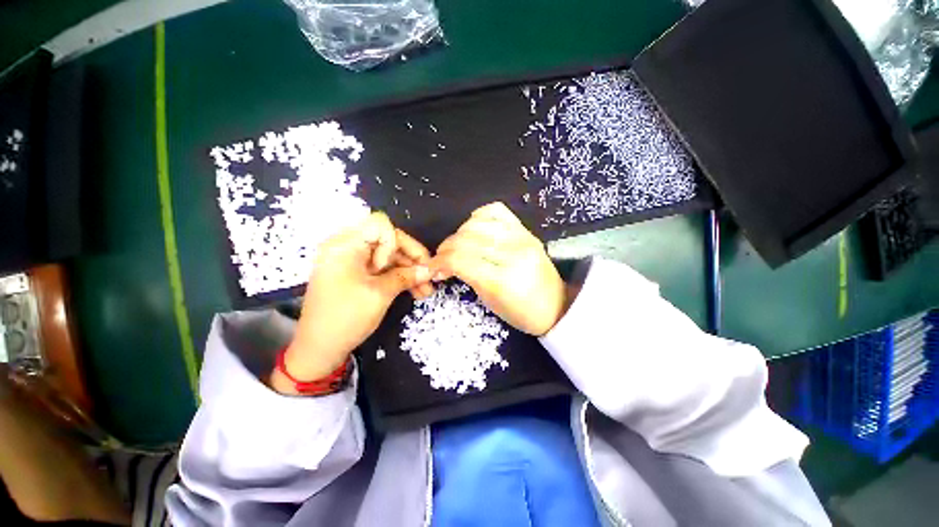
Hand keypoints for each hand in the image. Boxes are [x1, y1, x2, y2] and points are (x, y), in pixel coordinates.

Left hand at [273, 212, 432, 393]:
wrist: (318, 350)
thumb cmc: (346, 318)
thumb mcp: (380, 294)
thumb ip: (406, 277)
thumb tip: (430, 270)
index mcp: (346, 245)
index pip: (381, 225)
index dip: (395, 243)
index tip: (394, 266)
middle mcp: (348, 247)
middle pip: (389, 241)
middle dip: (411, 259)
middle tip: (430, 278)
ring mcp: (353, 262)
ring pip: (390, 257)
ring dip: (409, 271)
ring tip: (426, 291)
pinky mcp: (357, 275)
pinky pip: (383, 269)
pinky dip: (399, 278)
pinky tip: (415, 290)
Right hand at [428, 202, 571, 335]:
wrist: (555, 304)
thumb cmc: (521, 313)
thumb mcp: (489, 301)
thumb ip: (468, 277)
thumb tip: (446, 263)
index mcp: (502, 280)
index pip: (460, 260)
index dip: (439, 262)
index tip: (432, 267)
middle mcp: (512, 254)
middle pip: (465, 239)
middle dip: (445, 248)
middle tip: (441, 259)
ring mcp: (521, 238)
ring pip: (477, 223)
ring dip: (459, 234)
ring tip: (458, 246)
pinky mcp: (526, 231)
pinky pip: (496, 211)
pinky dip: (479, 217)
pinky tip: (475, 229)